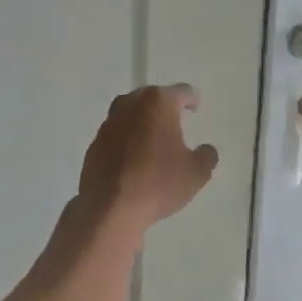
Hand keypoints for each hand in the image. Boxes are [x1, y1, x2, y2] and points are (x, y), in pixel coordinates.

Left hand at [76, 84, 218, 234]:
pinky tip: (134, 157)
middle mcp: (130, 104)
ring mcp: (109, 123)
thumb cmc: (158, 183)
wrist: (110, 208)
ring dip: (143, 121)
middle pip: (152, 97)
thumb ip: (207, 155)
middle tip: (176, 121)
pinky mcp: (94, 143)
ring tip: (154, 138)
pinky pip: (117, 133)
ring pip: (131, 113)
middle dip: (164, 107)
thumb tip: (205, 150)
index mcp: (158, 103)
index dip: (191, 100)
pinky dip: (127, 139)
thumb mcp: (197, 173)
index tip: (195, 108)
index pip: (181, 92)